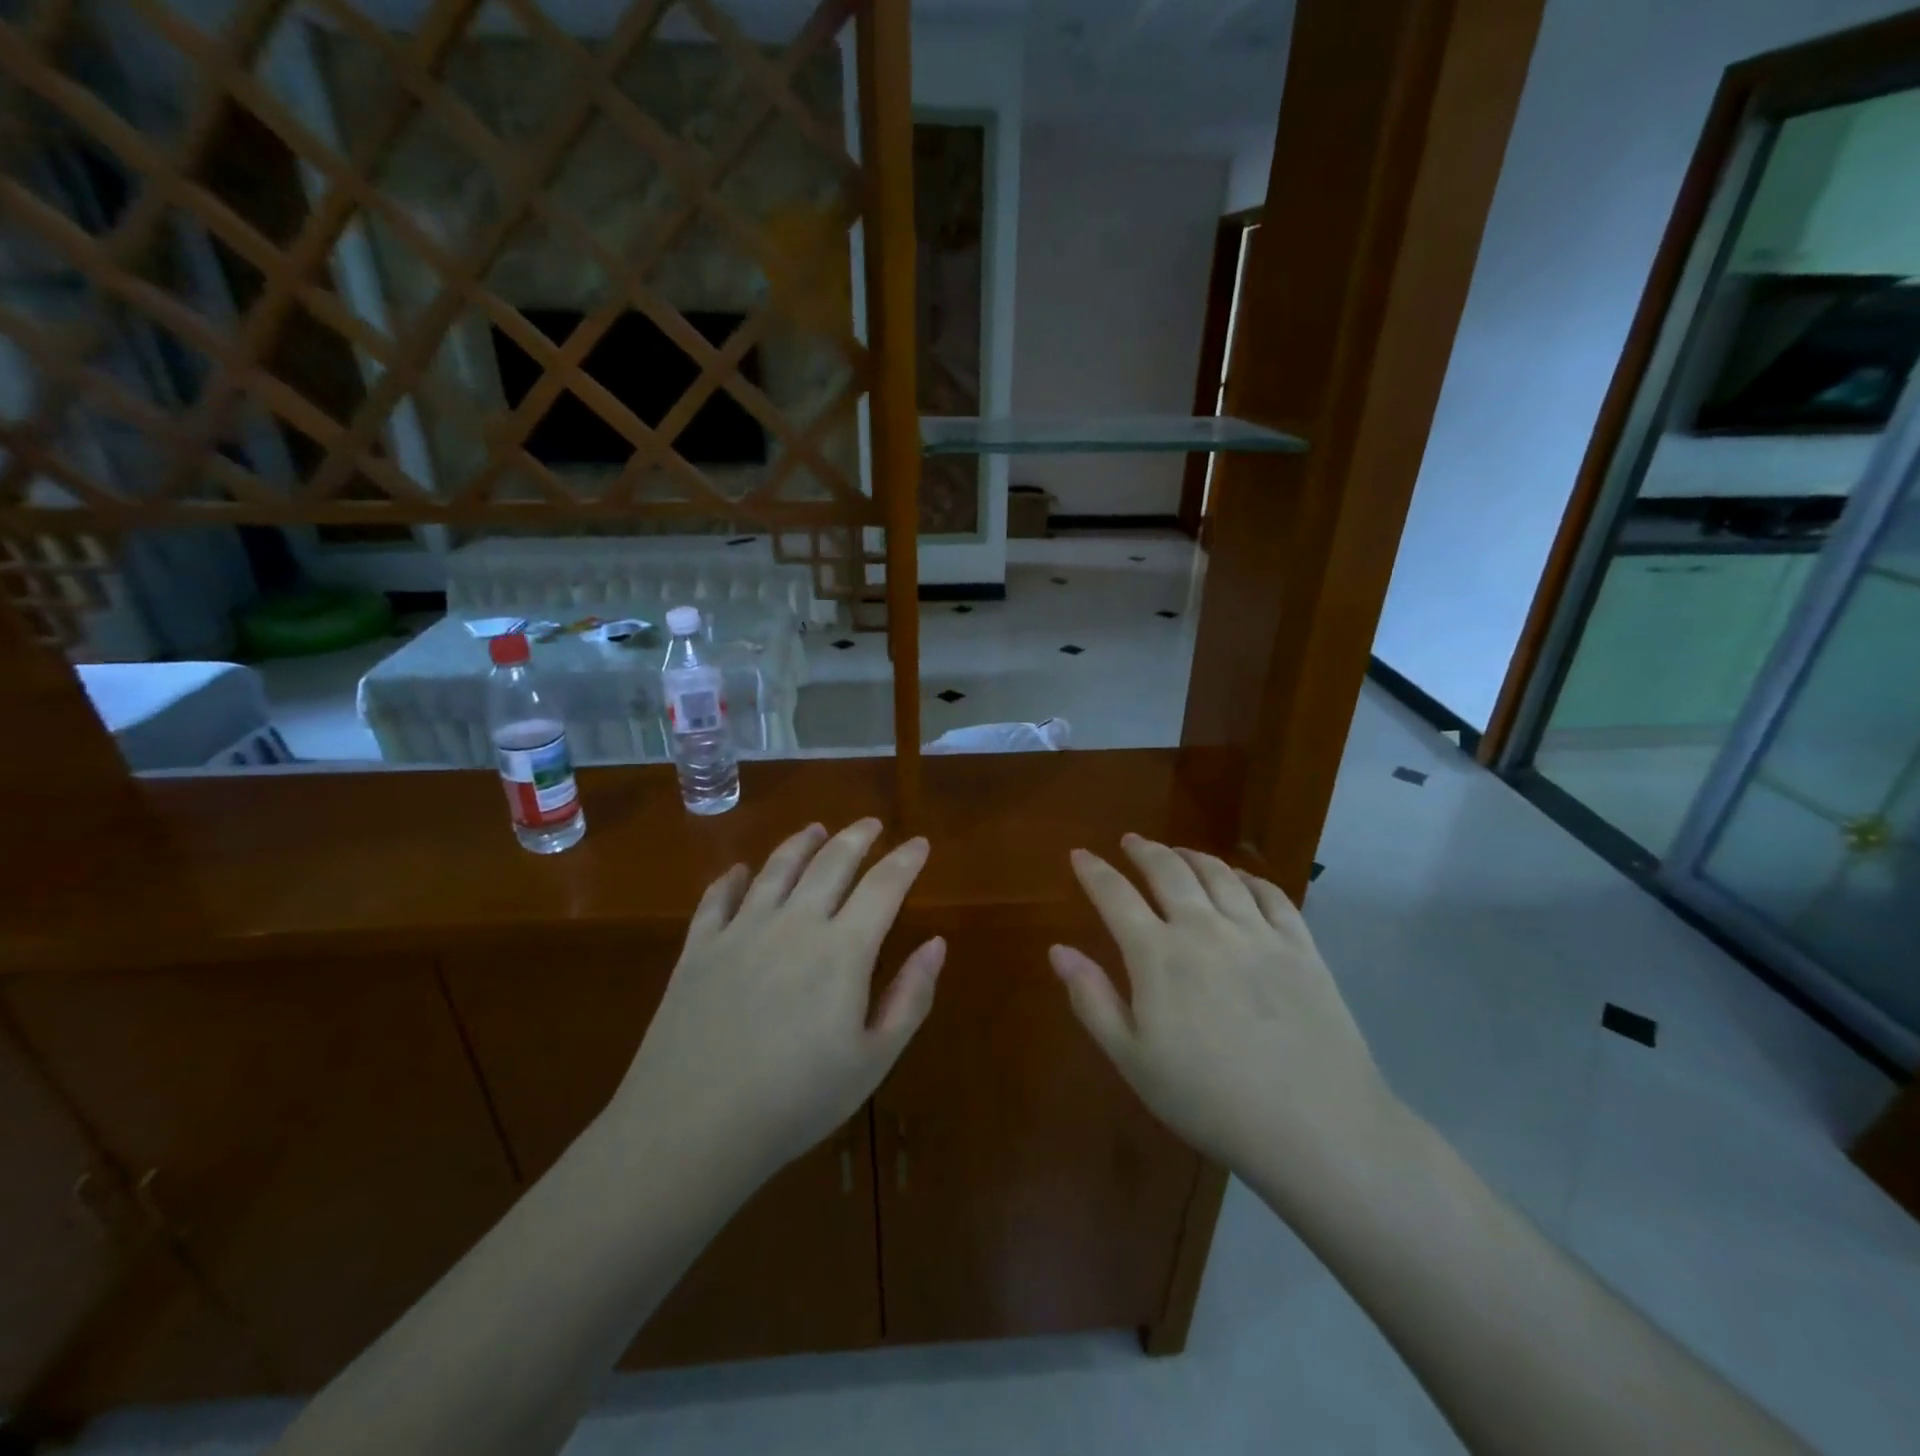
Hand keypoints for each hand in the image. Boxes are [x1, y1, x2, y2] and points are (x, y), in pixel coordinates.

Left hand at [607, 819, 942, 1180]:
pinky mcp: (699, 948)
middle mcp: (794, 923)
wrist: (691, 1127)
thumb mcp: (872, 1060)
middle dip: (856, 837)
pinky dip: (733, 878)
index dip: (905, 860)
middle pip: (831, 863)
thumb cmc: (795, 1101)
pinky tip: (740, 870)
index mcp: (842, 950)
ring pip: (777, 868)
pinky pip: (718, 898)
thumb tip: (937, 943)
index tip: (919, 842)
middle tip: (871, 824)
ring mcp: (741, 931)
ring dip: (801, 843)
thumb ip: (910, 997)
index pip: (883, 886)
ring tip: (816, 828)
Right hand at [1051, 834, 1398, 1200]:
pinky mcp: (1301, 946)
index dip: (1094, 872)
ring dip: (1191, 856)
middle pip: (1168, 871)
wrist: (1315, 1126)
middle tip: (1131, 841)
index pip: (1115, 896)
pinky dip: (1247, 877)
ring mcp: (1257, 933)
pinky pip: (1270, 894)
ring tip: (1178, 852)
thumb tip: (1058, 950)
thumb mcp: (1133, 1060)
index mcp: (1158, 955)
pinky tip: (1240, 878)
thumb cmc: (1209, 1099)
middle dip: (1144, 850)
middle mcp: (1204, 928)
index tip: (1080, 854)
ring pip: (1218, 874)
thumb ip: (1092, 999)